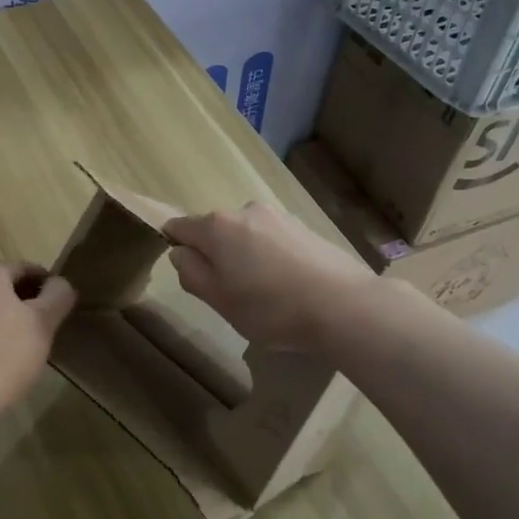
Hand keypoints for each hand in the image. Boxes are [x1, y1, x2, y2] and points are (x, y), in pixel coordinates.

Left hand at [0, 263, 77, 408]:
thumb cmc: (10, 350)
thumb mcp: (45, 320)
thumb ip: (58, 295)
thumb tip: (61, 284)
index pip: (25, 268)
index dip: (47, 283)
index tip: (62, 302)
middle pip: (4, 286)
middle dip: (27, 300)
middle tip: (49, 322)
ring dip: (9, 317)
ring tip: (29, 340)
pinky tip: (4, 355)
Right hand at [164, 204, 376, 352]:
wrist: (343, 305)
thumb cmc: (271, 308)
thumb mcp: (218, 300)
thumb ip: (191, 273)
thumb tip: (180, 253)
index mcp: (216, 226)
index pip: (179, 227)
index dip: (175, 247)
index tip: (189, 274)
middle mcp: (244, 210)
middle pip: (215, 230)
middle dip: (214, 255)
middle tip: (228, 293)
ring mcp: (278, 216)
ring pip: (245, 234)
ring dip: (244, 256)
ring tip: (263, 292)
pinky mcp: (304, 226)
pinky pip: (272, 239)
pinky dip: (270, 257)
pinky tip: (287, 284)